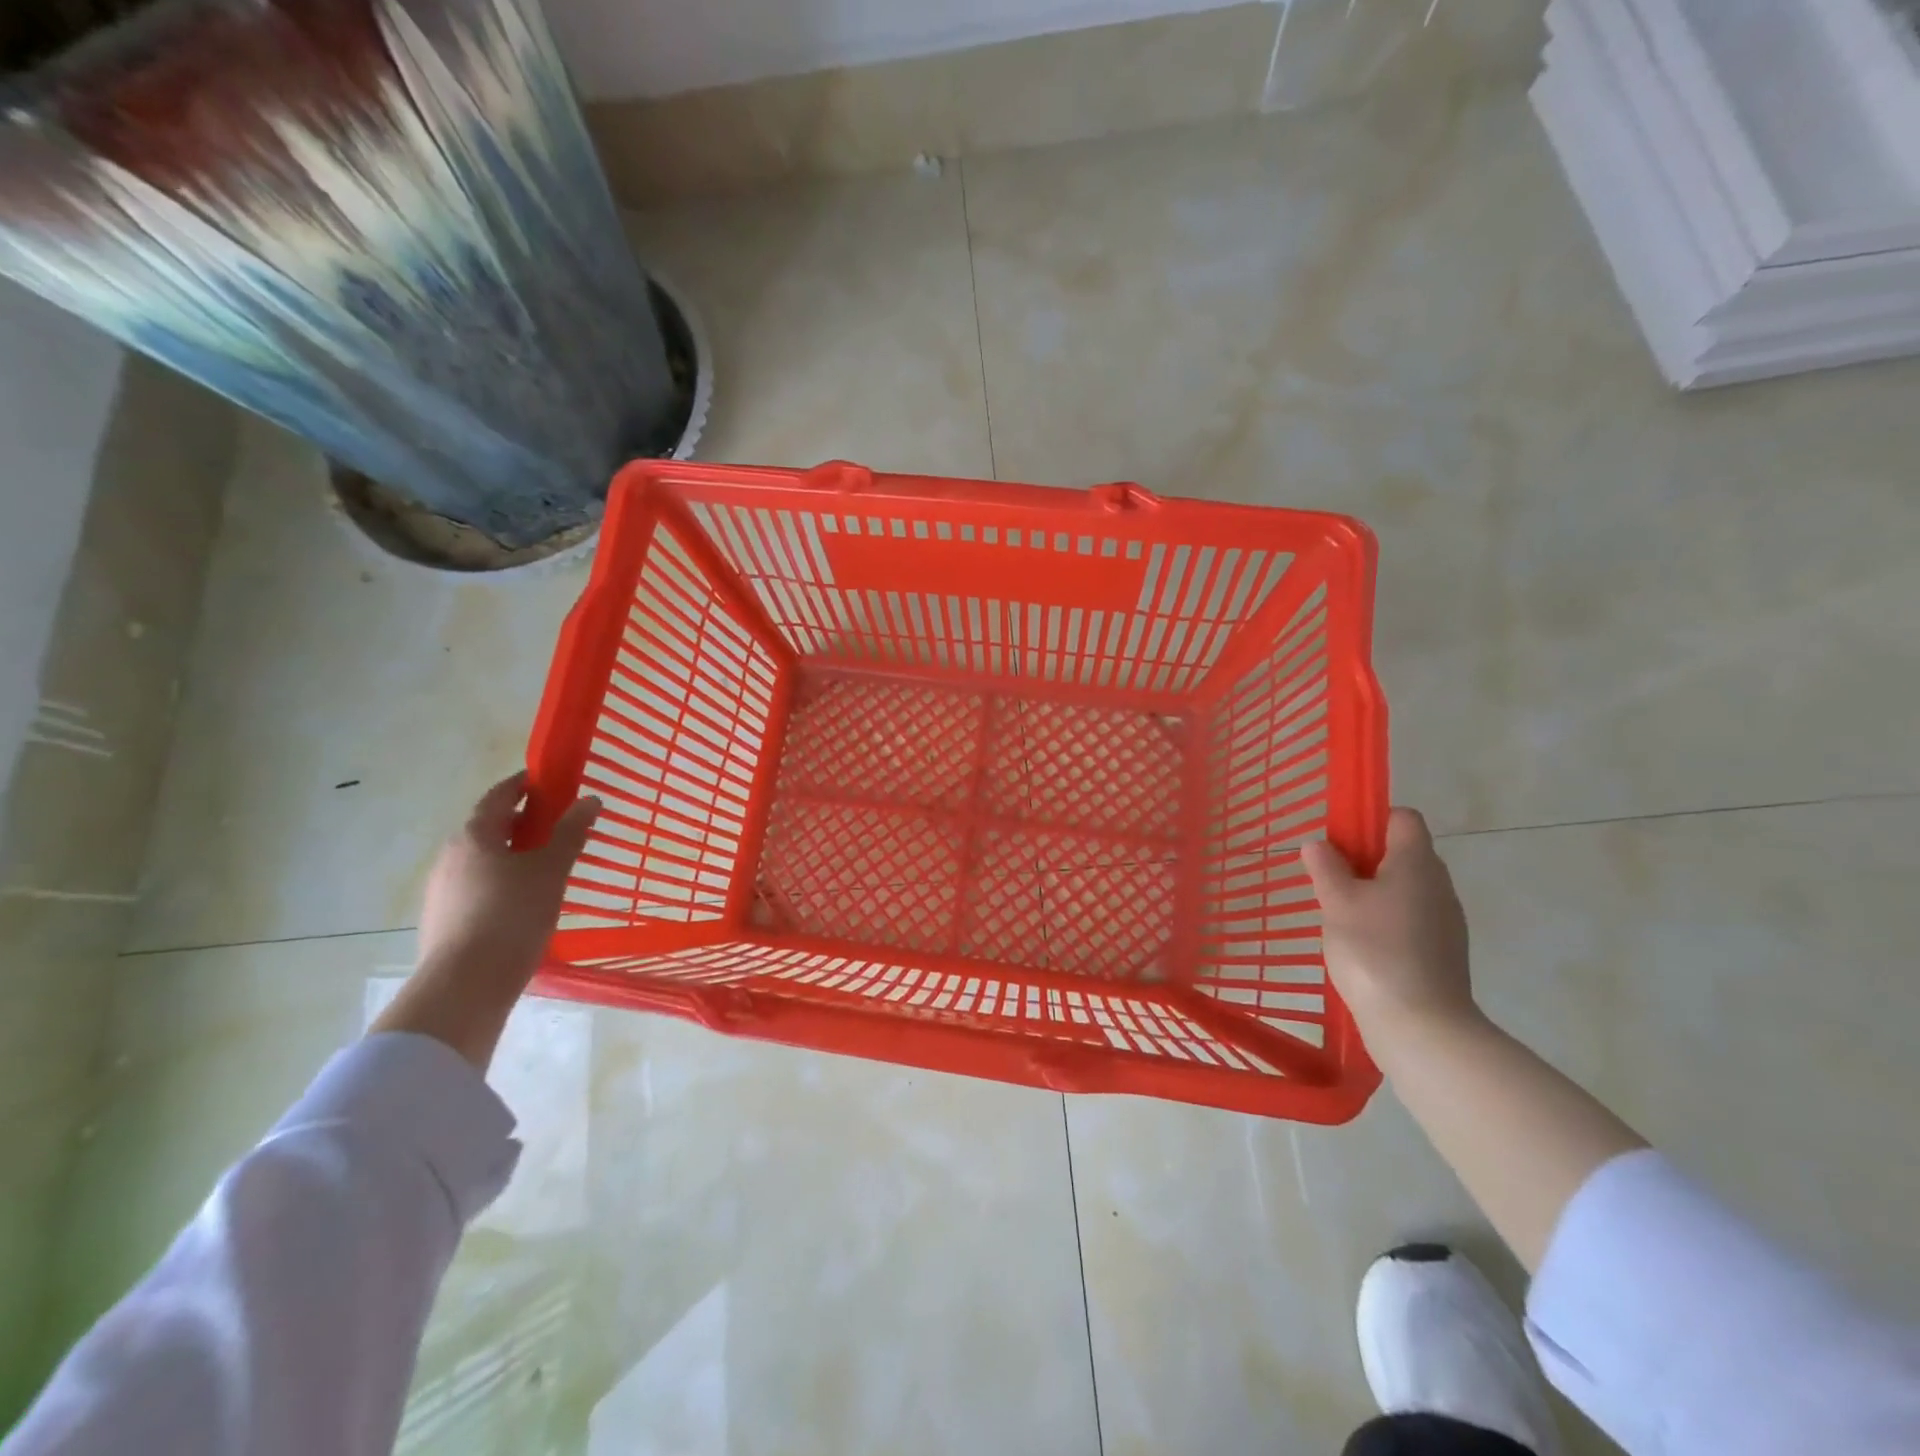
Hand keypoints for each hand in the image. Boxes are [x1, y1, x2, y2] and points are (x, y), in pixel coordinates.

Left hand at [375, 772, 599, 1069]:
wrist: (465, 985)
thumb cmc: (512, 916)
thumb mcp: (551, 870)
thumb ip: (570, 833)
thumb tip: (590, 800)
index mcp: (474, 836)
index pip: (499, 796)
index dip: (523, 785)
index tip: (548, 782)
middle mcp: (451, 856)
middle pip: (489, 828)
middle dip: (522, 822)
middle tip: (557, 827)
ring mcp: (442, 890)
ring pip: (482, 860)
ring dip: (512, 854)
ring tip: (546, 868)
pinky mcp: (443, 920)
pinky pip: (477, 887)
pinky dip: (501, 881)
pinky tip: (524, 902)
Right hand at [1300, 807, 1478, 1042]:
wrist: (1422, 1026)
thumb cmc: (1375, 951)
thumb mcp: (1337, 903)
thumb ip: (1325, 867)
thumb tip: (1317, 843)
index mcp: (1417, 863)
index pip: (1403, 818)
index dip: (1371, 821)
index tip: (1339, 842)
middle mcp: (1439, 886)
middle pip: (1403, 854)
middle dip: (1365, 861)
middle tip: (1329, 882)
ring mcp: (1445, 922)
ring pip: (1405, 890)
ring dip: (1373, 895)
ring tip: (1340, 918)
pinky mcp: (1443, 953)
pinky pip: (1410, 921)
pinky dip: (1386, 923)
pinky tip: (1361, 947)